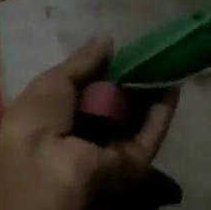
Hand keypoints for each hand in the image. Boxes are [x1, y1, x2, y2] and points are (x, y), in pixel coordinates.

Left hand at [0, 40, 176, 209]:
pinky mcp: (134, 163)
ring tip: (168, 61)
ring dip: (151, 93)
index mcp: (56, 118)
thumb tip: (107, 39)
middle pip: (113, 106)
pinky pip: (150, 134)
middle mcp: (84, 137)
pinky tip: (174, 83)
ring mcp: (110, 151)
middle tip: (150, 53)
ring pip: (136, 119)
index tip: (122, 51)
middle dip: (130, 81)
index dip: (103, 71)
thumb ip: (83, 61)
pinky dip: (163, 111)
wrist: (43, 170)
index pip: (84, 92)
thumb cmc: (36, 120)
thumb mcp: (53, 81)